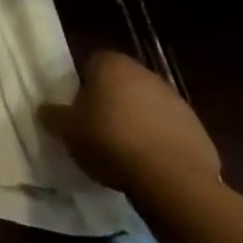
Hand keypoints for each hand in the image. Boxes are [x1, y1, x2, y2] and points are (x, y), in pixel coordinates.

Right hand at [39, 51, 218, 195]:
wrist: (172, 179)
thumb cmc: (110, 142)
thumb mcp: (68, 130)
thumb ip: (53, 116)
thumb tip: (46, 110)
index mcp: (111, 64)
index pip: (91, 63)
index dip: (83, 85)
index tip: (78, 110)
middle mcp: (145, 73)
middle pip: (121, 84)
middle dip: (111, 103)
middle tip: (98, 131)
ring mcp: (175, 100)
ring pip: (147, 107)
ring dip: (138, 123)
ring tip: (125, 153)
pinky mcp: (197, 129)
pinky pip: (169, 131)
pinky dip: (160, 143)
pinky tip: (151, 167)